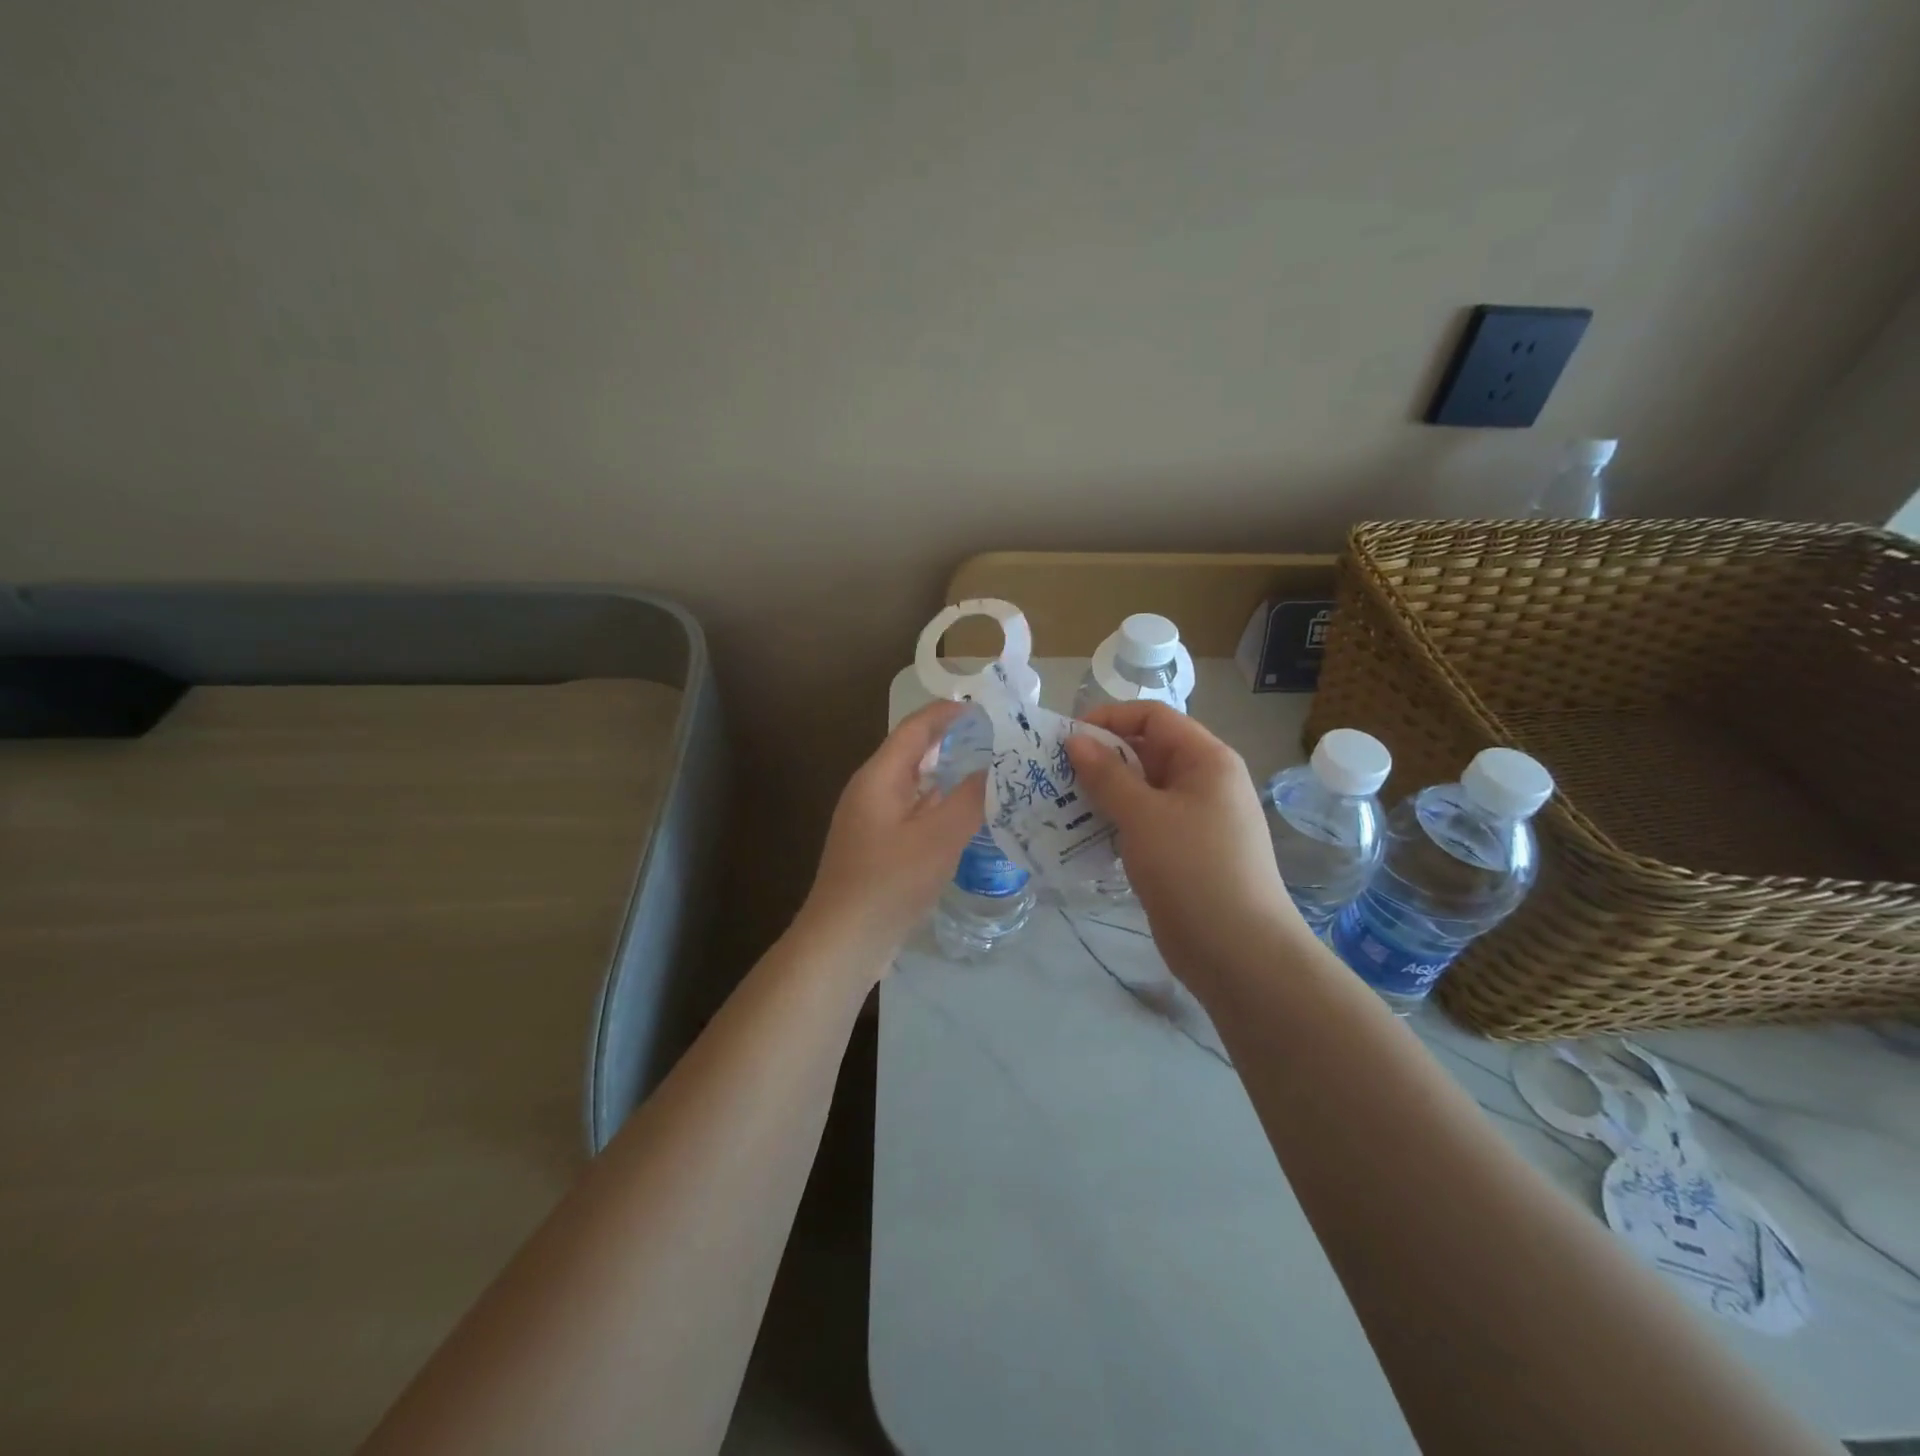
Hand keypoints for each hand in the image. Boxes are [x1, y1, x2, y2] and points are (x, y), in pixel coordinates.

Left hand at [794, 700, 985, 972]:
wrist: (844, 941)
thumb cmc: (890, 882)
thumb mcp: (940, 837)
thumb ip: (971, 798)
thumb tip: (996, 765)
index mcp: (879, 777)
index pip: (916, 728)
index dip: (949, 713)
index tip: (987, 707)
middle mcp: (872, 790)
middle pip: (914, 752)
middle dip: (952, 741)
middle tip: (997, 739)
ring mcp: (872, 820)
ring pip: (914, 784)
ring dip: (948, 774)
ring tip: (990, 772)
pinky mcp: (878, 846)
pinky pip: (913, 811)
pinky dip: (940, 804)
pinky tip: (965, 816)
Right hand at [1065, 702, 1309, 985]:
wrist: (1238, 951)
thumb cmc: (1192, 868)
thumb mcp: (1143, 815)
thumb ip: (1106, 775)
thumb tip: (1075, 740)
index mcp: (1206, 759)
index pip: (1154, 717)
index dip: (1110, 718)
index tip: (1067, 738)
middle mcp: (1203, 782)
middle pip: (1147, 752)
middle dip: (1100, 758)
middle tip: (1053, 773)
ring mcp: (1194, 820)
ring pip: (1141, 791)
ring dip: (1102, 793)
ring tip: (1058, 803)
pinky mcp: (1182, 853)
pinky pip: (1143, 824)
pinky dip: (1114, 823)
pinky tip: (1081, 835)